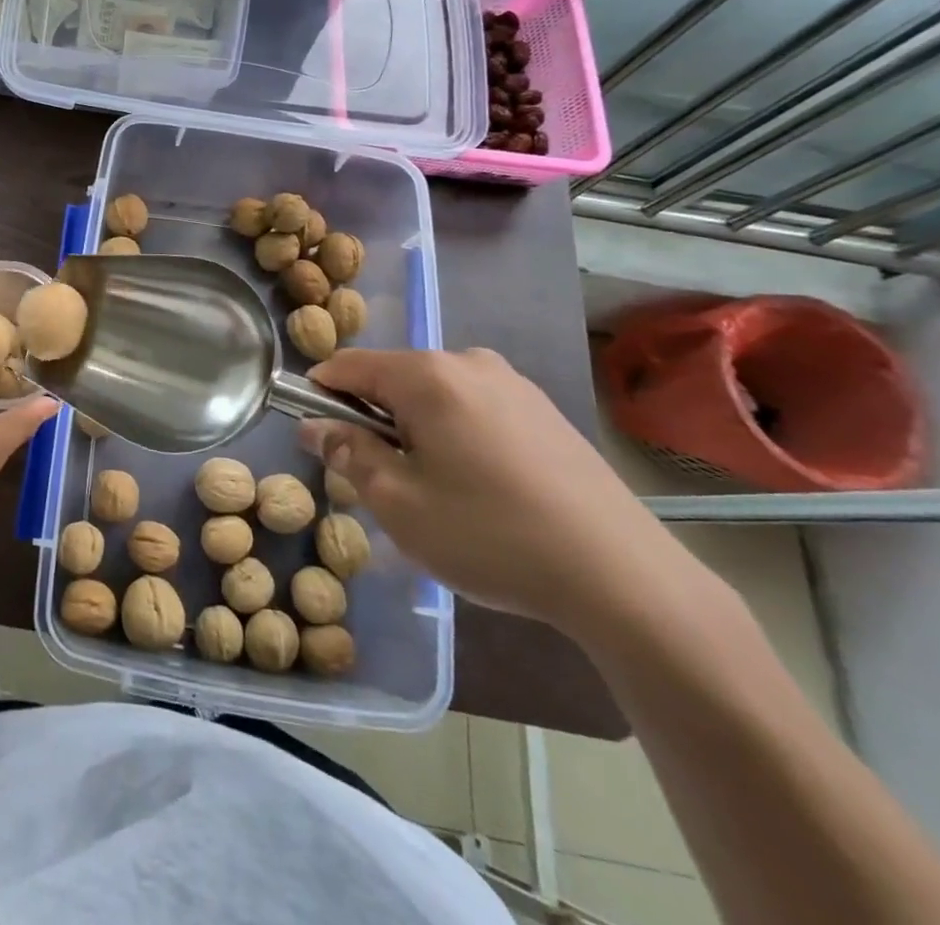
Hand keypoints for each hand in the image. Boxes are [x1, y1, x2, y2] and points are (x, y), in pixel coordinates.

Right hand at [299, 347, 698, 639]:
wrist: (624, 578)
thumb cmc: (491, 536)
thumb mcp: (398, 503)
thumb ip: (348, 454)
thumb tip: (314, 426)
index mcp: (427, 375)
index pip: (347, 365)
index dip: (319, 396)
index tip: (320, 441)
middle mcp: (468, 362)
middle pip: (391, 378)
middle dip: (373, 420)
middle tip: (383, 482)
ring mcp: (513, 384)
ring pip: (433, 395)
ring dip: (415, 430)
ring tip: (436, 493)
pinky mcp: (544, 410)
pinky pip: (474, 408)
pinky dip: (455, 435)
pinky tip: (481, 490)